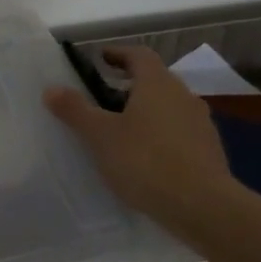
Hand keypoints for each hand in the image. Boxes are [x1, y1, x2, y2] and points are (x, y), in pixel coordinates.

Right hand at [44, 47, 242, 234]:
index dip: (117, 53)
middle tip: (101, 97)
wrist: (204, 208)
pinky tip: (143, 157)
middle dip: (128, 85)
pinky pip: (177, 132)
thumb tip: (52, 88)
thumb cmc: (146, 161)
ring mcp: (200, 124)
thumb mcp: (100, 135)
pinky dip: (159, 134)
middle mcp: (183, 96)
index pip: (139, 55)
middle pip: (154, 80)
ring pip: (167, 107)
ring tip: (119, 130)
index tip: (99, 59)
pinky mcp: (209, 151)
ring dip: (144, 111)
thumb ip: (75, 110)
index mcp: (158, 84)